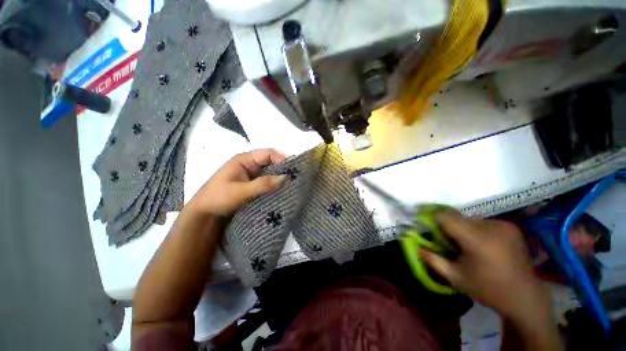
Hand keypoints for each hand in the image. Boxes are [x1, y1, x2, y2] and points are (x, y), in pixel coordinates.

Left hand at [188, 149, 287, 216]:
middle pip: (271, 161)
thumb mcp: (241, 191)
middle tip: (296, 178)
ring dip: (279, 177)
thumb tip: (286, 177)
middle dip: (283, 168)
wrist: (204, 213)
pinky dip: (274, 184)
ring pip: (270, 171)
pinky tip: (281, 190)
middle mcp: (249, 164)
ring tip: (292, 184)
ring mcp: (251, 174)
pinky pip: (266, 180)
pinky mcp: (252, 183)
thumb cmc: (218, 198)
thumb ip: (263, 184)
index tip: (293, 170)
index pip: (268, 153)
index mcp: (244, 160)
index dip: (282, 159)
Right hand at [420, 210, 548, 318]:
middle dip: (447, 226)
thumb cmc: (488, 289)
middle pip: (457, 217)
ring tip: (466, 245)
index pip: (446, 217)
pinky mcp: (510, 226)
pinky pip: (482, 222)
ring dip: (462, 228)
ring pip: (469, 219)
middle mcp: (491, 227)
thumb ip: (433, 260)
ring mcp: (503, 225)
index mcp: (477, 240)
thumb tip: (417, 247)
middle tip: (446, 241)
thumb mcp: (456, 278)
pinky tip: (481, 244)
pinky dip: (475, 229)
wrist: (525, 296)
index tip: (425, 225)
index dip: (432, 218)